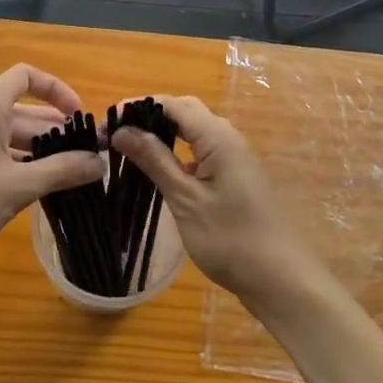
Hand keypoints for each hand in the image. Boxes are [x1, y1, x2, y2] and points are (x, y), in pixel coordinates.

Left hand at [0, 64, 104, 264]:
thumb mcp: (17, 186)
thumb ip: (61, 171)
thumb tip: (100, 163)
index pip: (27, 76)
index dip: (57, 90)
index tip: (79, 117)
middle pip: (25, 110)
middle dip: (58, 130)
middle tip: (89, 156)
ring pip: (13, 135)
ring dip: (42, 150)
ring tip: (72, 175)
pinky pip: (0, 152)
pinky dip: (23, 163)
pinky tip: (41, 188)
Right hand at [110, 96, 313, 302]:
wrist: (279, 278)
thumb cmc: (230, 238)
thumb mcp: (185, 198)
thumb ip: (154, 160)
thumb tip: (122, 130)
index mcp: (216, 136)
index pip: (170, 104)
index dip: (136, 107)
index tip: (104, 123)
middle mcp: (227, 136)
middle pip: (183, 111)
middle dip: (148, 116)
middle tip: (114, 136)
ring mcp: (233, 156)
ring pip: (193, 130)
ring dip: (162, 134)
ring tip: (129, 149)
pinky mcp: (234, 174)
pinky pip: (200, 149)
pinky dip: (176, 152)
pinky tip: (159, 170)